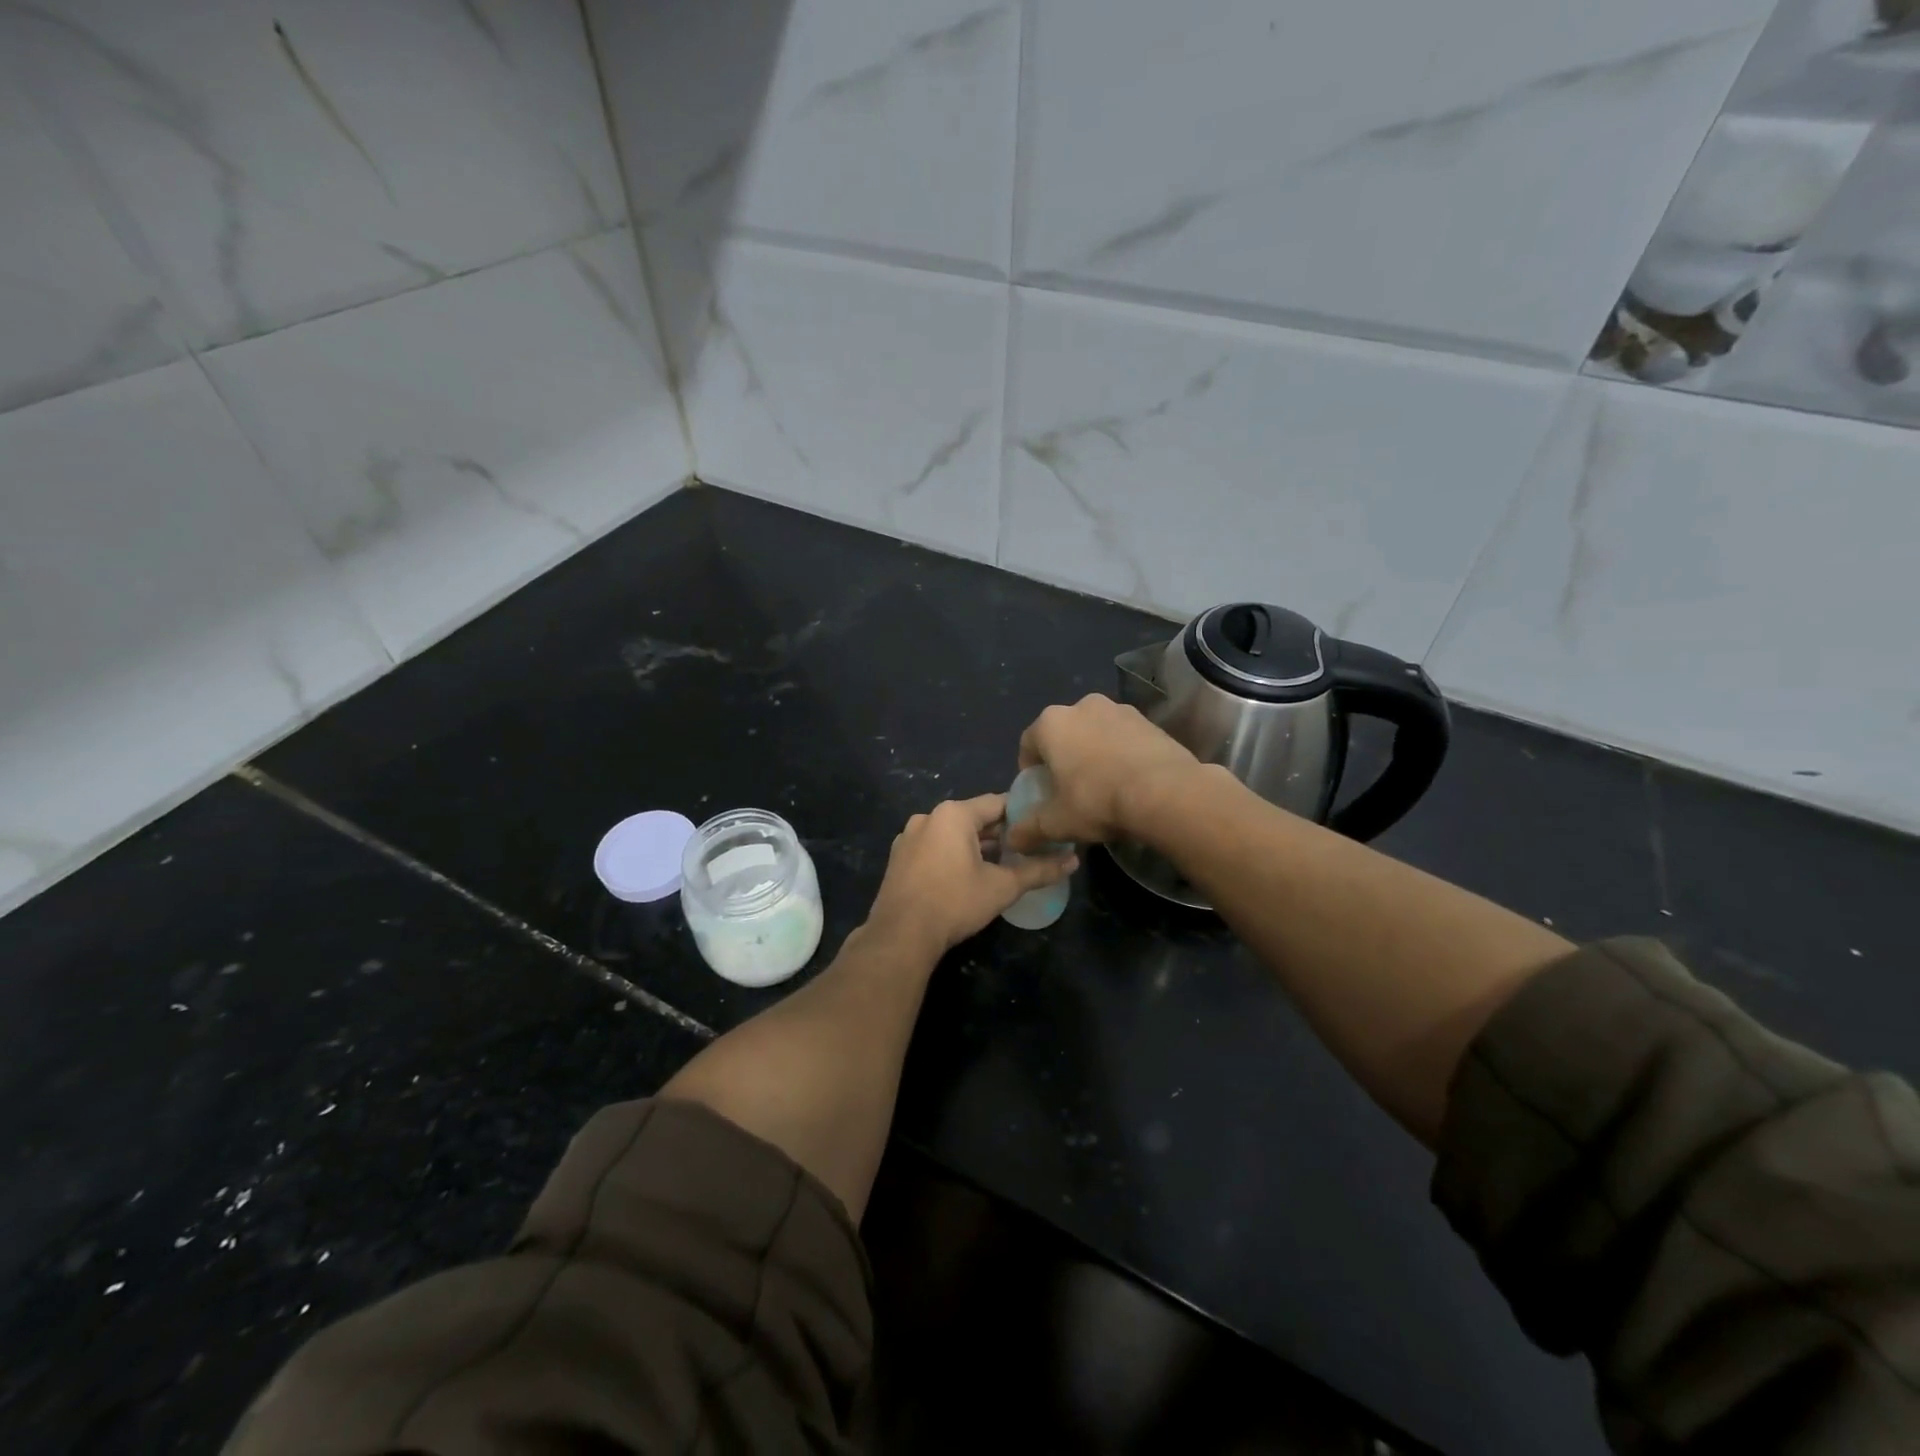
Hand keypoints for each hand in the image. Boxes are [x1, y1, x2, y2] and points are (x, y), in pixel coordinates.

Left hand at [866, 794, 1078, 954]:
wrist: (901, 935)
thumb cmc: (955, 903)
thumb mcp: (1003, 887)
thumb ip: (1039, 871)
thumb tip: (1074, 861)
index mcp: (953, 814)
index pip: (998, 803)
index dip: (1022, 814)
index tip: (1042, 828)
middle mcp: (928, 817)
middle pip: (974, 818)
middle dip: (1000, 833)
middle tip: (1027, 850)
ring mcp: (909, 837)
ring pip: (953, 834)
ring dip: (976, 846)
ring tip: (1001, 864)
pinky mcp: (899, 857)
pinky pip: (934, 847)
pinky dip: (953, 855)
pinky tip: (967, 877)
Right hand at [1008, 694, 1201, 850]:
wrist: (1166, 793)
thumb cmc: (1098, 801)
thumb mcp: (1057, 822)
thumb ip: (1029, 829)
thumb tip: (1013, 839)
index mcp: (1051, 723)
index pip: (1028, 744)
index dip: (1030, 771)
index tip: (1040, 793)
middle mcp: (1082, 706)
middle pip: (1063, 735)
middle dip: (1064, 759)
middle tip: (1070, 790)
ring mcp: (1119, 709)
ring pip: (1095, 733)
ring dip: (1094, 754)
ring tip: (1104, 786)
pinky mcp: (1149, 720)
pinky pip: (1124, 737)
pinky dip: (1121, 753)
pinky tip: (1130, 781)